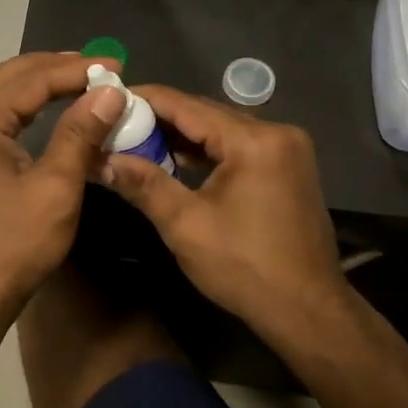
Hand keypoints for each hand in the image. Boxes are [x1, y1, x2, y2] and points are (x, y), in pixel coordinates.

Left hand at [0, 53, 126, 323]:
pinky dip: (22, 101)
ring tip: (78, 76)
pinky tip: (48, 104)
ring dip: (36, 79)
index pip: (31, 80)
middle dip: (54, 67)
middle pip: (10, 75)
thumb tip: (110, 91)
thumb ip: (80, 133)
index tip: (116, 66)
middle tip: (98, 67)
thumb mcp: (55, 188)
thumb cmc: (14, 245)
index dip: (75, 70)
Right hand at [101, 85, 347, 339]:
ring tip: (137, 139)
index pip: (187, 105)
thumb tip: (100, 159)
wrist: (308, 311)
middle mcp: (276, 132)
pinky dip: (208, 151)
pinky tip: (177, 159)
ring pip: (223, 129)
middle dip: (161, 118)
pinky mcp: (289, 167)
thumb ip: (143, 183)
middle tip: (117, 122)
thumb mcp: (185, 225)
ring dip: (183, 135)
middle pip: (206, 113)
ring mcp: (287, 149)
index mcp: (254, 140)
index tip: (109, 97)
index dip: (145, 99)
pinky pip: (239, 146)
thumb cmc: (245, 268)